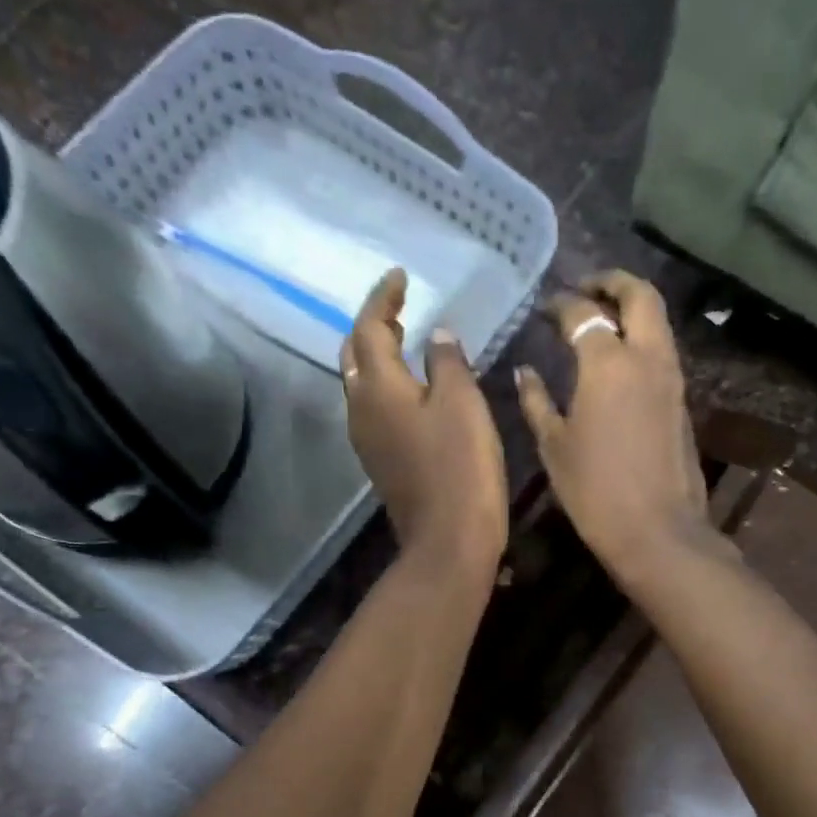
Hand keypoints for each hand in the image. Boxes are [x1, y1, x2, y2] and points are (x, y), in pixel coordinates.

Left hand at [343, 268, 507, 576]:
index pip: (369, 328)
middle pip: (354, 355)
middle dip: (372, 327)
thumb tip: (436, 335)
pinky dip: (386, 387)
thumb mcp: (462, 404)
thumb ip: (446, 362)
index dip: (383, 298)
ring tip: (404, 341)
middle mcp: (361, 409)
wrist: (448, 540)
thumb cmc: (460, 467)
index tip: (400, 277)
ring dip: (377, 357)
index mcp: (378, 387)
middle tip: (399, 310)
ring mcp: (367, 440)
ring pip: (361, 384)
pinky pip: (374, 409)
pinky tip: (411, 390)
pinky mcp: (381, 462)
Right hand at [516, 270, 716, 582]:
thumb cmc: (594, 490)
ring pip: (657, 320)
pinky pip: (662, 350)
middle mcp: (646, 357)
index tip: (543, 309)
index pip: (582, 313)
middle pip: (639, 295)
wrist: (656, 530)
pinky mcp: (682, 400)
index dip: (559, 304)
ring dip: (631, 308)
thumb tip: (525, 372)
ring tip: (601, 319)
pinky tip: (617, 360)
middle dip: (611, 282)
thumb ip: (536, 401)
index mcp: (607, 363)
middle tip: (584, 289)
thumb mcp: (553, 446)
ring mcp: (671, 377)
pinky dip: (641, 338)